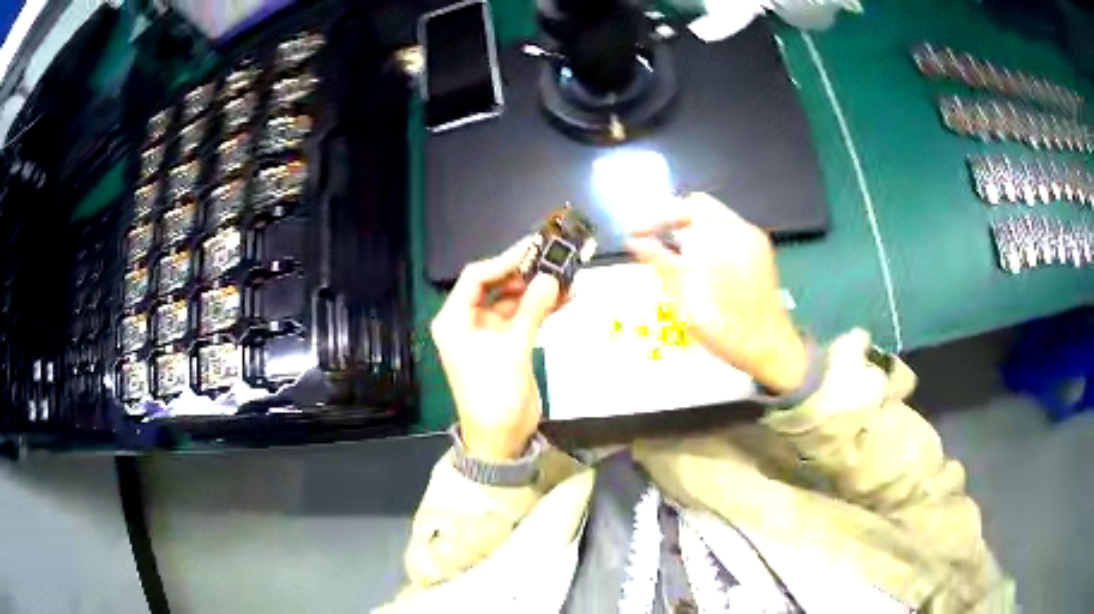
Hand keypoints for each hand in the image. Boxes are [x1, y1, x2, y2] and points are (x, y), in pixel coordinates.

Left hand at [431, 239, 561, 461]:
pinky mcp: (506, 345)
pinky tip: (567, 299)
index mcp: (455, 320)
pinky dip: (542, 309)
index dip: (504, 261)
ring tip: (567, 277)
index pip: (476, 277)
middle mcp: (468, 321)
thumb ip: (532, 310)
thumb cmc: (495, 393)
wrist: (501, 438)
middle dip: (525, 273)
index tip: (534, 250)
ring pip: (513, 301)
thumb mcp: (512, 350)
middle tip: (555, 259)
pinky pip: (524, 318)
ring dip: (538, 291)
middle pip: (496, 286)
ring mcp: (488, 333)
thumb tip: (551, 278)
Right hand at [627, 193, 807, 393]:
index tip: (636, 235)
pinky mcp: (761, 252)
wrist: (769, 347)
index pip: (683, 207)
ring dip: (692, 229)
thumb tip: (634, 241)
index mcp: (721, 235)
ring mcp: (753, 239)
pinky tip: (702, 264)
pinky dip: (710, 238)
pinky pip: (730, 231)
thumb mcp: (684, 297)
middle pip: (701, 206)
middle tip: (654, 240)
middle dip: (674, 219)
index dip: (655, 218)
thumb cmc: (723, 325)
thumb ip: (659, 262)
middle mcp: (740, 228)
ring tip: (675, 254)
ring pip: (716, 218)